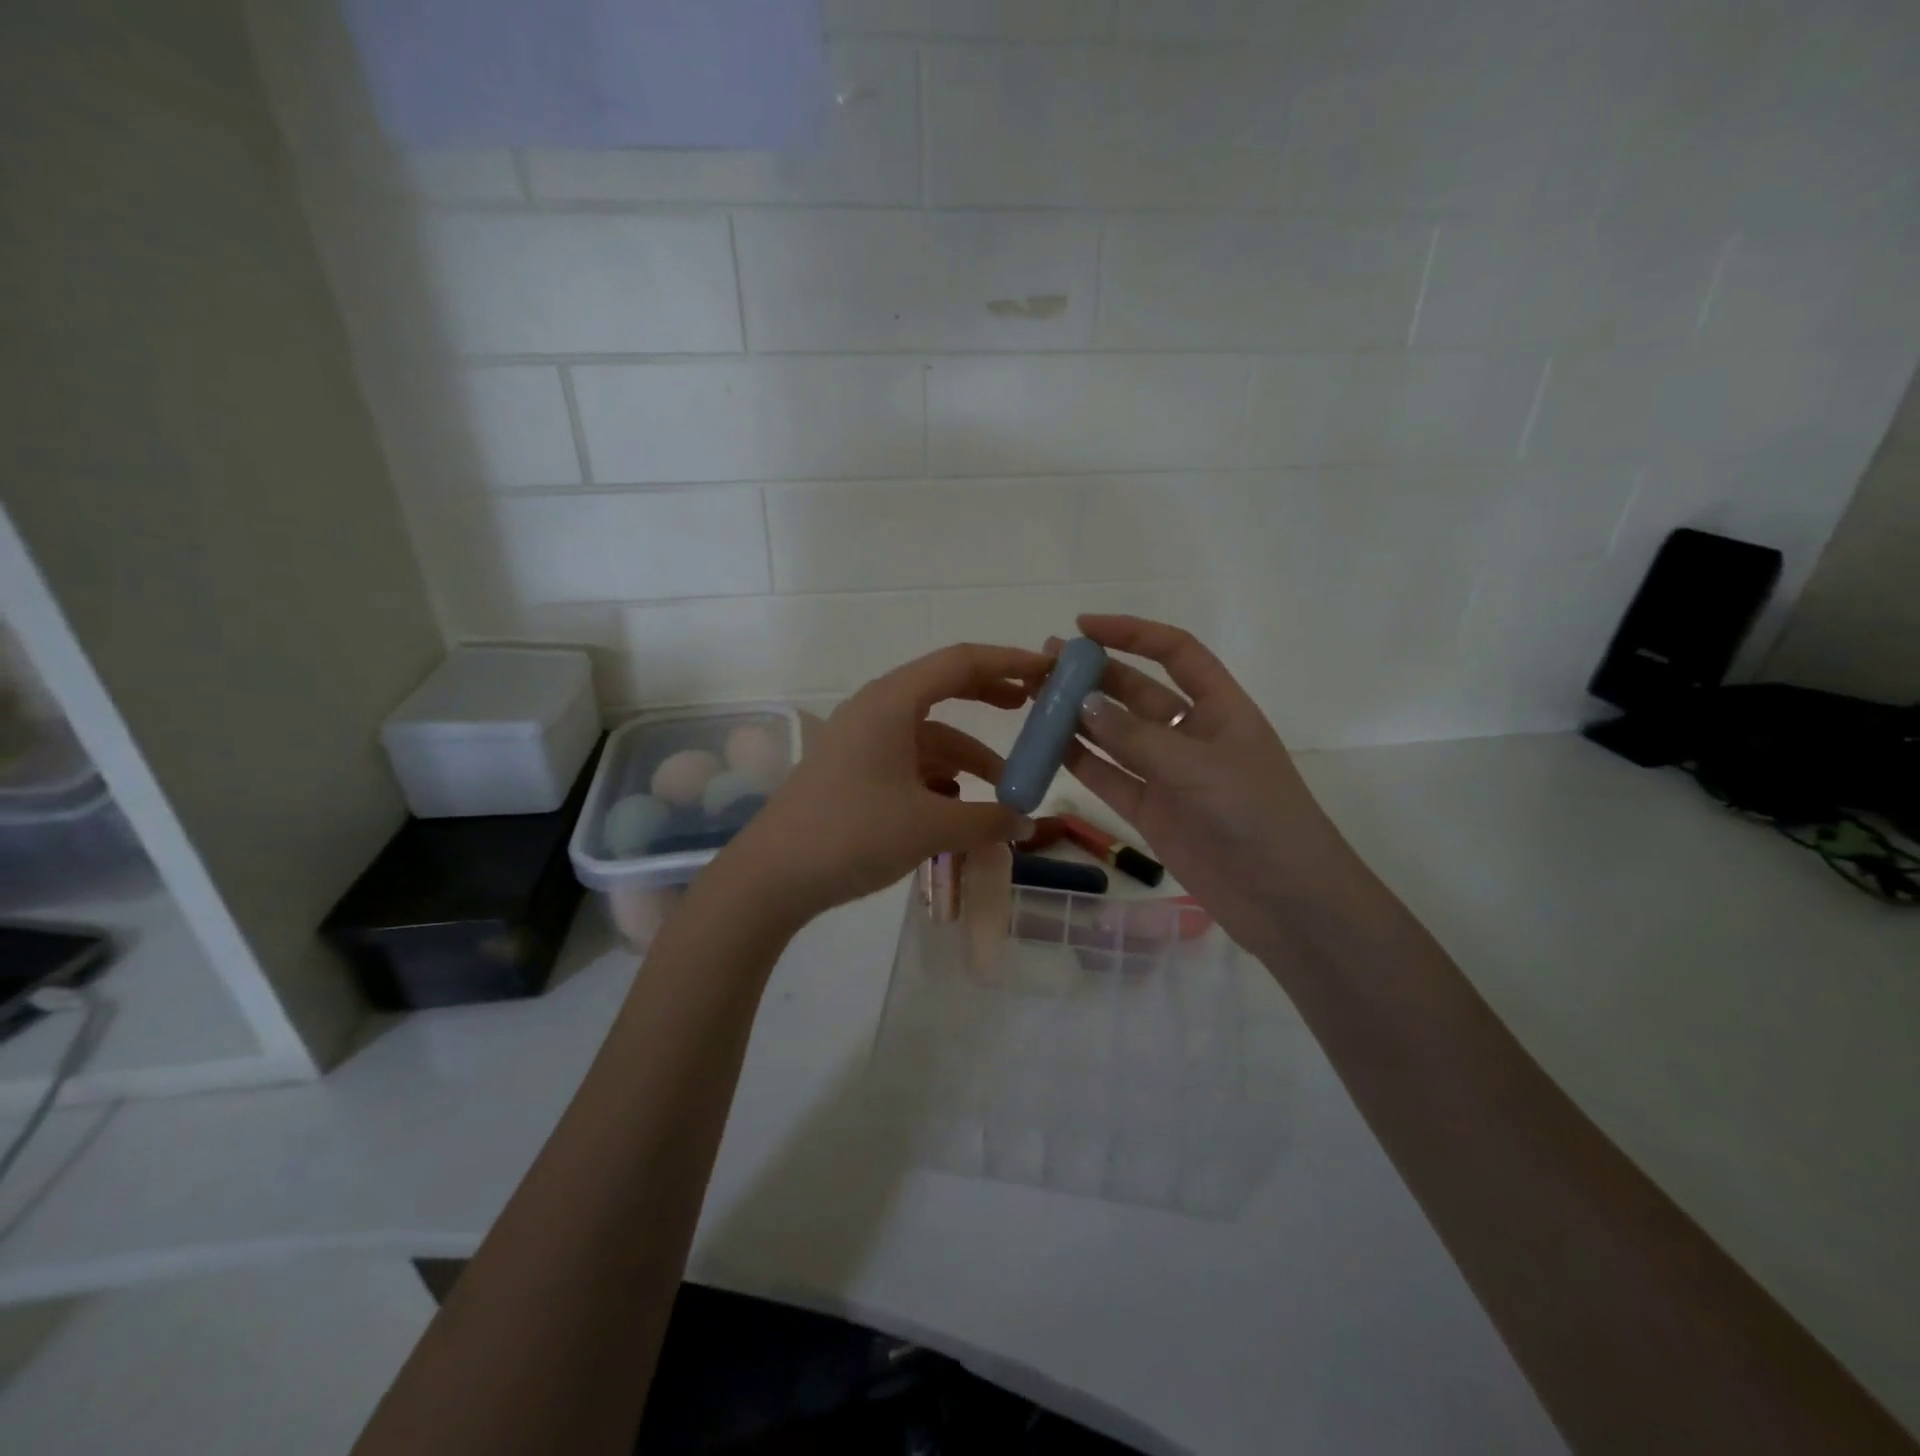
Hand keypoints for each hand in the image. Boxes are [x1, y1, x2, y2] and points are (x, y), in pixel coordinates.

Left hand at [718, 644, 1045, 923]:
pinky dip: (939, 775)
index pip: (960, 662)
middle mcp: (875, 710)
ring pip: (928, 734)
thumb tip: (1026, 822)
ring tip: (1004, 789)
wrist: (771, 877)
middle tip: (1033, 707)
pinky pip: (908, 760)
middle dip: (990, 696)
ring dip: (968, 755)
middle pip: (943, 688)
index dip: (1009, 661)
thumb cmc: (852, 835)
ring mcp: (860, 741)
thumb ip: (987, 820)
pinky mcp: (852, 771)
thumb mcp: (929, 827)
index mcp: (891, 702)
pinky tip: (957, 803)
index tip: (1049, 672)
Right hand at [1053, 616, 1364, 954]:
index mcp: (1220, 708)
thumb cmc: (1257, 817)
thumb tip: (1083, 704)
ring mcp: (1169, 775)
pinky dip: (1080, 762)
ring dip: (1080, 717)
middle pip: (1137, 692)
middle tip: (1045, 665)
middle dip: (1095, 675)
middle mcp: (1191, 734)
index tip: (1084, 627)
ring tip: (1036, 700)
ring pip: (1116, 736)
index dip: (1132, 634)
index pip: (1175, 653)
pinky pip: (1109, 778)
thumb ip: (1137, 737)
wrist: (1284, 900)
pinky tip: (1048, 747)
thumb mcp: (1199, 767)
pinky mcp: (1151, 811)